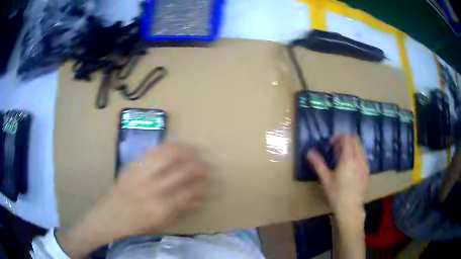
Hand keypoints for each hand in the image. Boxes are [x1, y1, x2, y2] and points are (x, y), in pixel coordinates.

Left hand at [58, 143, 208, 257]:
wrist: (109, 217)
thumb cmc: (135, 225)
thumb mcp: (159, 223)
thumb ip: (180, 210)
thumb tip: (199, 200)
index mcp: (159, 208)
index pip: (187, 192)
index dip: (200, 186)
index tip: (207, 182)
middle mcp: (151, 190)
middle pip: (180, 172)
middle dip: (197, 167)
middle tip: (205, 165)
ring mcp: (139, 175)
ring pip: (166, 156)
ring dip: (183, 151)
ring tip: (192, 150)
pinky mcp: (131, 167)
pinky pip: (151, 152)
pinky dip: (165, 147)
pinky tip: (173, 146)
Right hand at [306, 135, 368, 218]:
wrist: (350, 208)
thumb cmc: (337, 194)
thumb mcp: (326, 179)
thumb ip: (318, 164)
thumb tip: (309, 152)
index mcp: (348, 159)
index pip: (347, 138)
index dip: (338, 137)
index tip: (330, 145)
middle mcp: (359, 158)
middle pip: (355, 139)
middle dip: (345, 140)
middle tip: (336, 150)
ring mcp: (365, 164)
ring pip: (360, 147)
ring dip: (351, 147)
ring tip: (342, 158)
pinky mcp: (367, 171)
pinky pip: (363, 156)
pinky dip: (356, 155)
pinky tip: (350, 167)